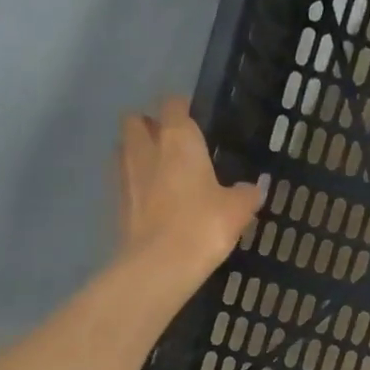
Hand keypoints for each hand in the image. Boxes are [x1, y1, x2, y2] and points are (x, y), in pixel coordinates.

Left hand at [116, 97, 262, 285]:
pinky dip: (134, 183)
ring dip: (138, 153)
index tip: (195, 120)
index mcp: (178, 139)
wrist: (160, 265)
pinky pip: (123, 180)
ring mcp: (125, 174)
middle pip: (136, 120)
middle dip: (150, 126)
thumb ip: (247, 193)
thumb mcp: (238, 209)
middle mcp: (146, 148)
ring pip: (124, 148)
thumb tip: (253, 188)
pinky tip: (152, 201)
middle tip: (171, 145)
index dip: (183, 109)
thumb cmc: (204, 225)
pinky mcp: (115, 202)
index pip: (173, 105)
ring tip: (160, 172)